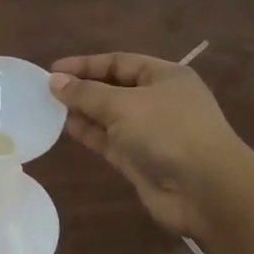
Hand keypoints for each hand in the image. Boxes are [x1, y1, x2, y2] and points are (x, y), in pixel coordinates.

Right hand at [50, 53, 247, 235]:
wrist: (207, 191)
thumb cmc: (168, 131)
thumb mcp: (122, 104)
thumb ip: (85, 93)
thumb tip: (54, 81)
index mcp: (165, 76)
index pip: (119, 62)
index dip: (86, 64)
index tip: (53, 69)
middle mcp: (159, 100)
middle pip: (114, 88)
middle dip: (82, 88)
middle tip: (47, 90)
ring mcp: (151, 132)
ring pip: (110, 116)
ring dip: (83, 112)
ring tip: (49, 108)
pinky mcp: (141, 160)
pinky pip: (110, 140)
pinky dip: (90, 133)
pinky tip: (65, 128)